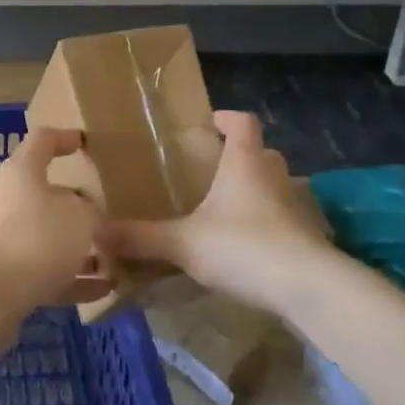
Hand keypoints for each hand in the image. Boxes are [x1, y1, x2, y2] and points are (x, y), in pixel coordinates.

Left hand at [0, 127, 104, 318]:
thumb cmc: (37, 237)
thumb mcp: (81, 216)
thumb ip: (91, 211)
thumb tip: (87, 216)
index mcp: (22, 171)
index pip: (43, 141)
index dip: (65, 138)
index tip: (85, 143)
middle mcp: (8, 199)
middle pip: (45, 193)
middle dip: (77, 205)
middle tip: (107, 213)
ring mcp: (4, 238)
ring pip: (47, 235)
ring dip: (78, 246)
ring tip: (113, 257)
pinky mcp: (4, 275)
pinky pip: (45, 270)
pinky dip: (72, 277)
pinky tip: (104, 289)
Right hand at [100, 111, 331, 318]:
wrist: (308, 287)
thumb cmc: (244, 246)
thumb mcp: (184, 242)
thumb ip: (141, 237)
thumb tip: (96, 232)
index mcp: (245, 162)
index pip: (243, 122)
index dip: (228, 118)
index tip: (211, 122)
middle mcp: (273, 176)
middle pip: (261, 153)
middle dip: (239, 156)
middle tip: (212, 169)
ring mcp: (295, 206)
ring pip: (274, 186)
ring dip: (254, 190)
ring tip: (225, 209)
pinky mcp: (306, 237)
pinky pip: (282, 219)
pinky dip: (266, 223)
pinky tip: (246, 246)